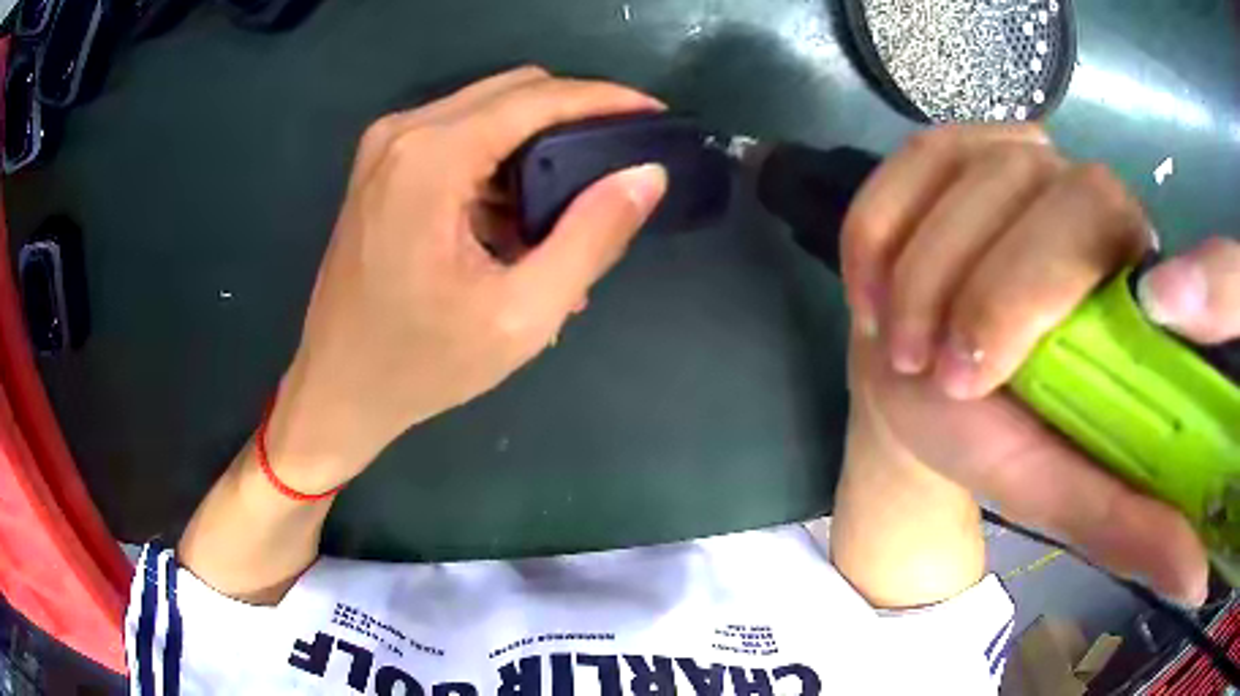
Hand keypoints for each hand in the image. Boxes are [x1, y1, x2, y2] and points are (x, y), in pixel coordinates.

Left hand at [267, 67, 667, 491]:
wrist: (338, 389)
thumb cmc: (422, 364)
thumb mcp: (522, 313)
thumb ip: (592, 236)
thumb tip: (646, 175)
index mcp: (432, 158)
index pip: (538, 98)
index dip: (605, 99)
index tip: (654, 115)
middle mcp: (404, 132)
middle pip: (513, 91)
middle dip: (576, 114)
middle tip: (622, 158)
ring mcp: (387, 147)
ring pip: (488, 110)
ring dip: (537, 144)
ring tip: (573, 206)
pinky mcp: (383, 167)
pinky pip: (459, 137)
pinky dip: (501, 163)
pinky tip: (520, 220)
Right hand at [840, 124, 1232, 605]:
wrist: (923, 386)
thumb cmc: (996, 437)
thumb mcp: (1060, 491)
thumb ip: (1127, 525)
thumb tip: (1196, 583)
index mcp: (1126, 263)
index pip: (1100, 220)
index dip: (1030, 287)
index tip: (972, 379)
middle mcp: (1077, 188)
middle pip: (1029, 185)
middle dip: (968, 282)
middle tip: (927, 371)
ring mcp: (1009, 157)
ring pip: (957, 168)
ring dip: (913, 268)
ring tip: (893, 345)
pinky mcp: (948, 149)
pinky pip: (906, 161)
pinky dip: (874, 228)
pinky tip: (869, 289)